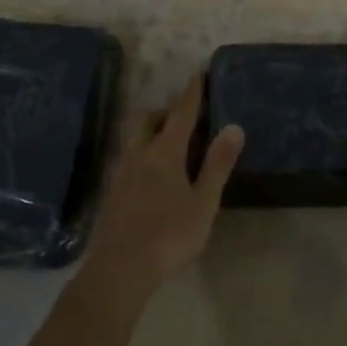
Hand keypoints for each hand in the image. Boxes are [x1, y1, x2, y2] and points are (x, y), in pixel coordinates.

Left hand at [85, 77, 242, 294]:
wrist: (118, 269)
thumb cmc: (169, 234)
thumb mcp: (204, 202)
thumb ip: (218, 164)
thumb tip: (234, 126)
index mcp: (165, 151)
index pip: (181, 113)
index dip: (192, 94)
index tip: (199, 75)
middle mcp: (140, 153)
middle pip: (151, 120)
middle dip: (167, 111)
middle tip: (185, 115)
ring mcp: (121, 173)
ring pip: (136, 139)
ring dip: (152, 131)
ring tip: (168, 141)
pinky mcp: (112, 193)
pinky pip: (129, 158)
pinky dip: (142, 152)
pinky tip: (149, 173)